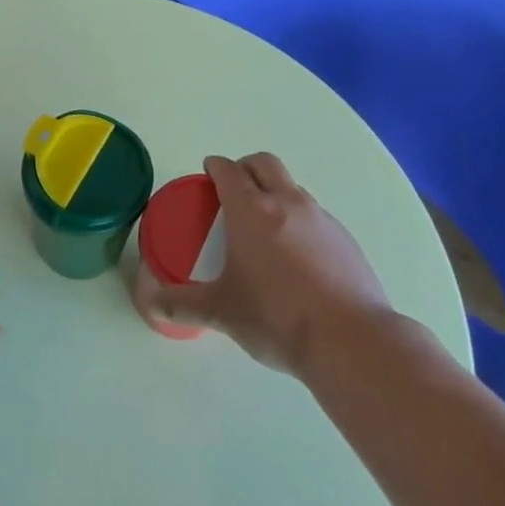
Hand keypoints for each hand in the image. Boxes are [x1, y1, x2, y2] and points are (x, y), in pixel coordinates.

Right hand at [140, 154, 392, 374]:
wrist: (352, 341)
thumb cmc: (276, 317)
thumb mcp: (221, 312)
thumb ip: (183, 304)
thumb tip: (152, 305)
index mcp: (251, 210)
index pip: (229, 170)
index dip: (214, 167)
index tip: (207, 175)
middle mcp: (288, 203)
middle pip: (264, 163)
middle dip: (245, 167)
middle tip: (232, 191)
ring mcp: (322, 219)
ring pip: (292, 188)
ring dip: (274, 193)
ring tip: (263, 229)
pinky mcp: (346, 240)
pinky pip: (315, 216)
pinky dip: (298, 222)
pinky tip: (295, 259)